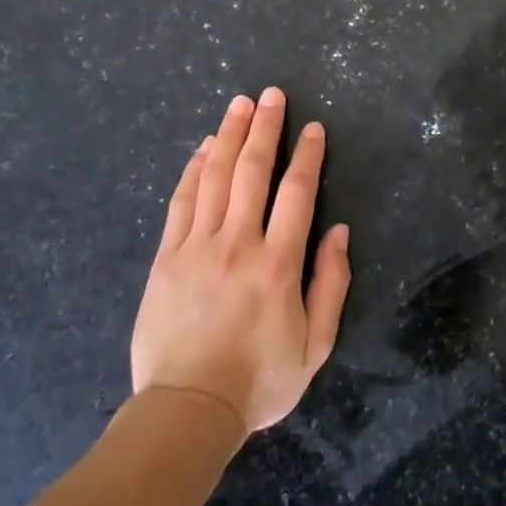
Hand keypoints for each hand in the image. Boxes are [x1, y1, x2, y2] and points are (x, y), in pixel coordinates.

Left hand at [129, 89, 350, 431]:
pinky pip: (181, 202)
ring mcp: (197, 247)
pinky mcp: (167, 258)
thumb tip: (338, 231)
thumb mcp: (316, 345)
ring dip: (228, 136)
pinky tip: (202, 148)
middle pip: (252, 172)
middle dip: (264, 128)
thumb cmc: (259, 381)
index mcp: (279, 264)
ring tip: (239, 104)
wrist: (187, 411)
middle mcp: (239, 244)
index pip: (296, 193)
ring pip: (215, 178)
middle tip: (271, 95)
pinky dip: (193, 170)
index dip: (307, 155)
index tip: (313, 127)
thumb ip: (332, 284)